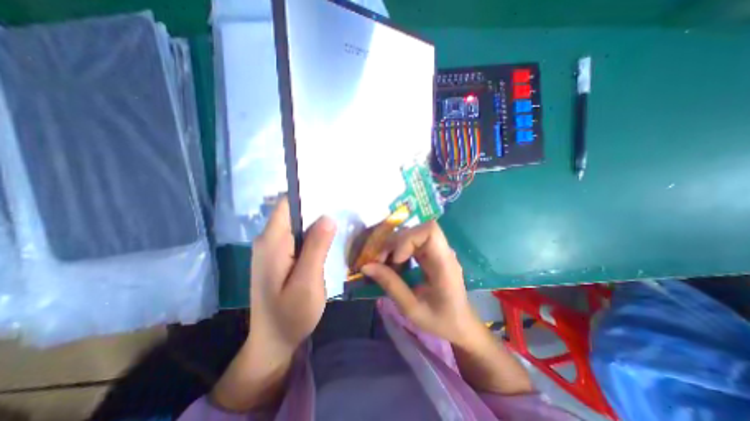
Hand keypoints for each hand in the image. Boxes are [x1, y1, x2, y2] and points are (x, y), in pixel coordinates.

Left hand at [249, 198, 336, 358]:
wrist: (273, 342)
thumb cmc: (290, 315)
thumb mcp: (307, 282)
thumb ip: (316, 248)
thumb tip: (328, 217)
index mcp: (272, 242)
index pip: (288, 204)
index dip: (309, 195)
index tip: (332, 192)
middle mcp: (268, 240)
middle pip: (293, 212)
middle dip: (317, 207)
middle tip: (343, 206)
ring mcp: (273, 248)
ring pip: (297, 224)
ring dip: (316, 221)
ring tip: (340, 218)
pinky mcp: (279, 256)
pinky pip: (297, 236)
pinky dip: (313, 233)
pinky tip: (328, 236)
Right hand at [362, 219, 479, 347]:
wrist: (460, 325)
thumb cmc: (440, 321)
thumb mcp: (412, 309)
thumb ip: (391, 285)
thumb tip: (366, 266)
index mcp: (444, 264)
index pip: (429, 231)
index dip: (408, 239)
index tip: (395, 260)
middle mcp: (443, 252)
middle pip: (417, 230)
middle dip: (395, 243)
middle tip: (380, 262)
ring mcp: (438, 251)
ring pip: (412, 234)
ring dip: (395, 246)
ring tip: (385, 264)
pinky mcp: (432, 254)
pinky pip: (412, 243)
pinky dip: (399, 250)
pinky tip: (394, 266)